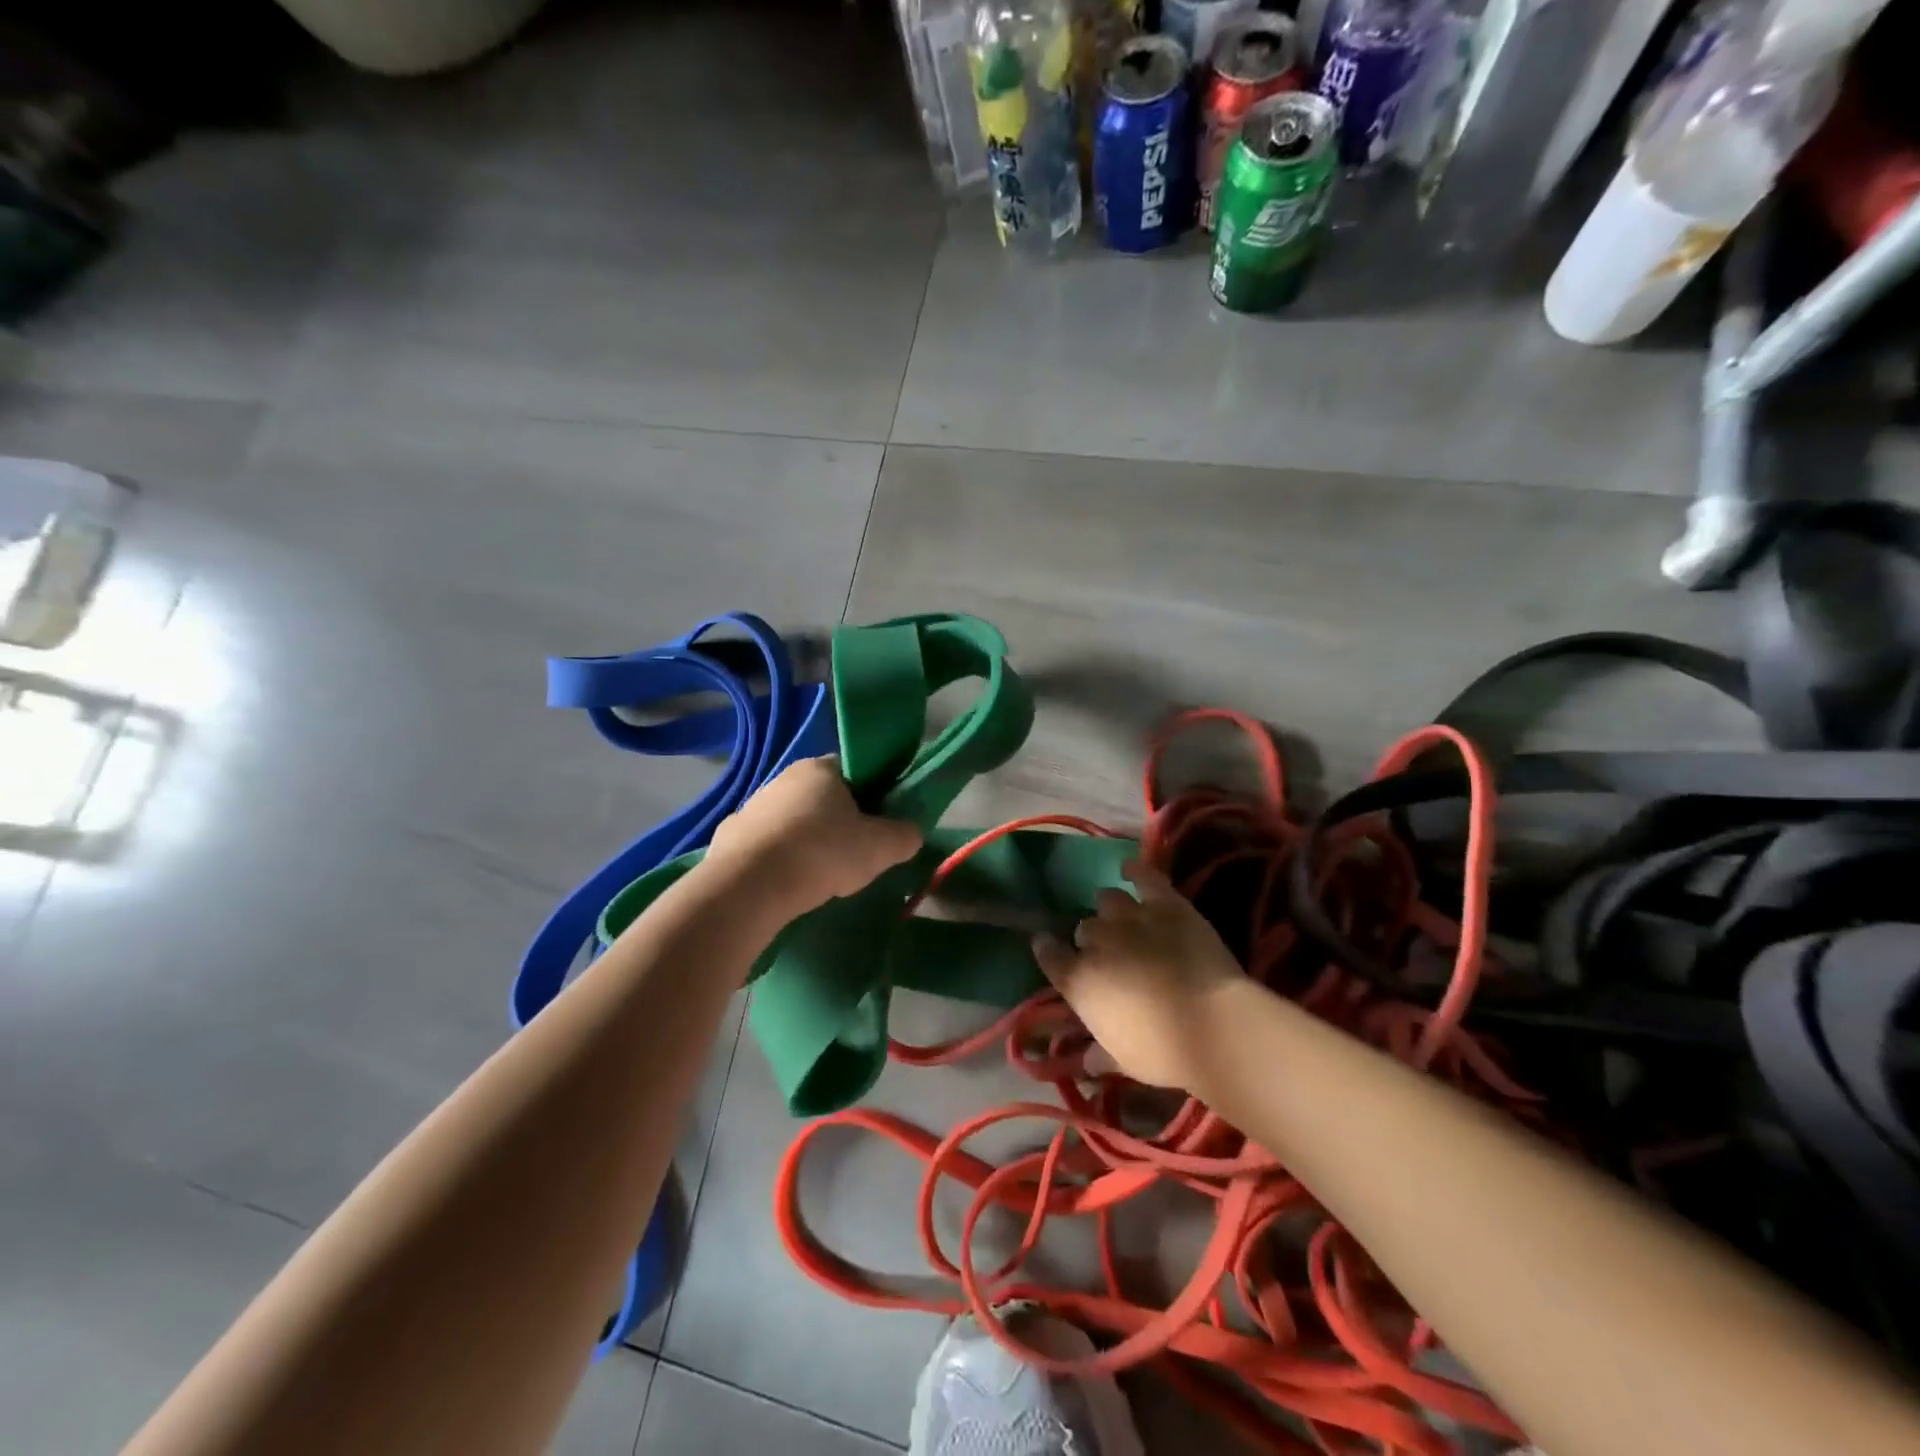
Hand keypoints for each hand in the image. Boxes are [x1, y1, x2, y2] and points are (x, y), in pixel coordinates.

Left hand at [705, 756, 921, 911]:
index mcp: (821, 768)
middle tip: (854, 854)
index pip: (854, 771)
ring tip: (819, 876)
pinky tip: (786, 884)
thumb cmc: (823, 853)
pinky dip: (778, 860)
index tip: (878, 823)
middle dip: (838, 820)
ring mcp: (752, 806)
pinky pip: (765, 845)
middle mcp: (783, 778)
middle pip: (822, 796)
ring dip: (806, 841)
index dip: (872, 794)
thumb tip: (910, 832)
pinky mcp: (729, 838)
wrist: (750, 886)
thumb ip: (905, 835)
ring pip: (792, 821)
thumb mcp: (881, 847)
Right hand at [1033, 860, 1245, 1091]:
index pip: (1050, 956)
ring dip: (1111, 909)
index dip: (1048, 949)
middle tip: (1108, 951)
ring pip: (1108, 900)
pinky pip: (1144, 876)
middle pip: (1084, 929)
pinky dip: (1135, 870)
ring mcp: (1130, 918)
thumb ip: (1101, 1055)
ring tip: (1122, 917)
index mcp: (1079, 981)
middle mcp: (1097, 942)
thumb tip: (1086, 1062)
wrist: (1211, 1025)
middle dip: (1092, 938)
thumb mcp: (1124, 1061)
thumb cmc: (1162, 1052)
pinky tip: (1130, 869)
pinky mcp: (1165, 904)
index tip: (1048, 947)